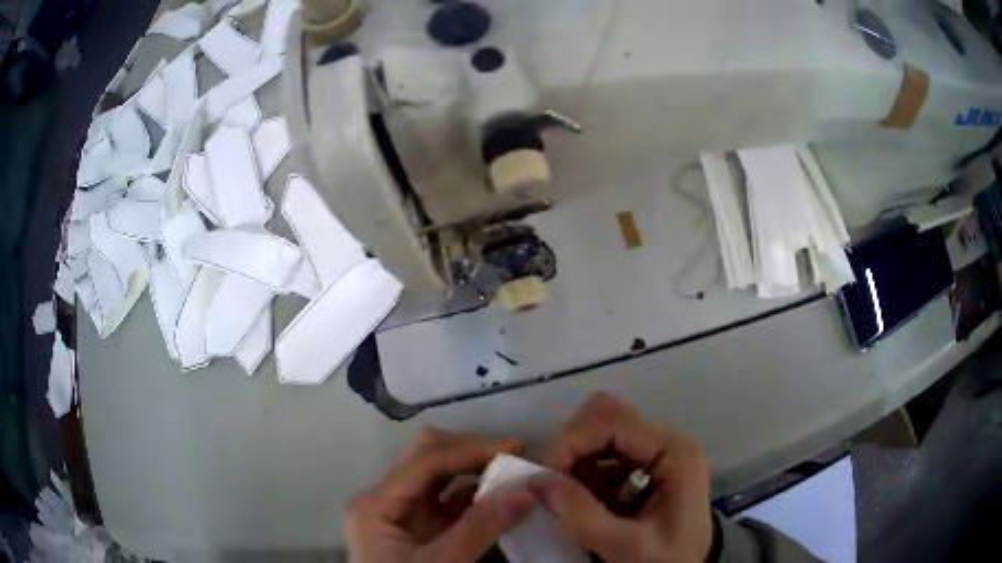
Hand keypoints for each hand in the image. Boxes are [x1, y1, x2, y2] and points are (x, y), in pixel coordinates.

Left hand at [345, 428, 535, 562]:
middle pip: (426, 457)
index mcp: (375, 504)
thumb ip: (481, 528)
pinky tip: (501, 496)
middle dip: (470, 452)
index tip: (515, 447)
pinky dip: (475, 494)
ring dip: (475, 470)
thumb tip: (527, 490)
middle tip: (513, 456)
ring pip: (438, 475)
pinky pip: (447, 499)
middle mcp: (384, 499)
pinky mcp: (418, 526)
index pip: (424, 461)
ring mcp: (401, 512)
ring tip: (512, 472)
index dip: (470, 449)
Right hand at [532, 393, 713, 562]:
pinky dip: (583, 472)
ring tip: (565, 496)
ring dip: (575, 460)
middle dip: (572, 447)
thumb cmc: (669, 559)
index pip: (613, 422)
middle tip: (552, 485)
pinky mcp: (643, 466)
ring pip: (600, 431)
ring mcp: (655, 452)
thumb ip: (583, 515)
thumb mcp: (627, 545)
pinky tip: (583, 501)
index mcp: (674, 452)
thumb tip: (537, 481)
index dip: (572, 442)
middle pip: (606, 416)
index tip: (543, 477)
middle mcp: (665, 441)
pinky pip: (603, 454)